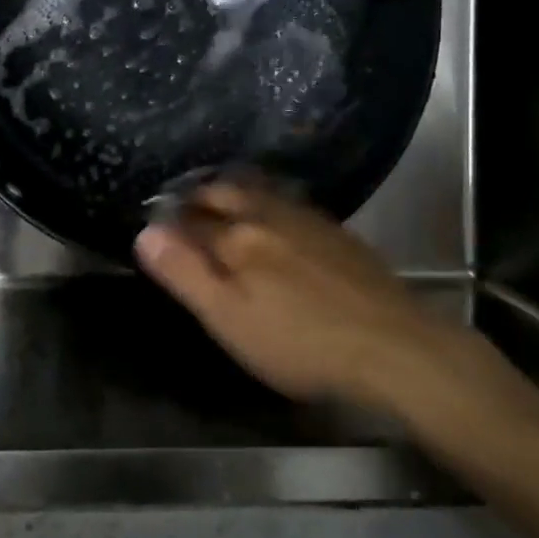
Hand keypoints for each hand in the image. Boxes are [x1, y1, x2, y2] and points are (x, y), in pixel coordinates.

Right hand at [133, 181, 457, 409]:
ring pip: (258, 193)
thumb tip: (145, 231)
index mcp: (237, 238)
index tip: (156, 223)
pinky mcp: (336, 231)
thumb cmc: (299, 342)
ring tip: (221, 199)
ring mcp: (307, 220)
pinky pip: (289, 203)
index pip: (191, 219)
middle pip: (225, 194)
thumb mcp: (229, 319)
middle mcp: (269, 216)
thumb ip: (185, 273)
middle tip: (185, 202)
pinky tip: (274, 216)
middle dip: (200, 195)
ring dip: (233, 192)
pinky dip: (267, 202)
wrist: (392, 345)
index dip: (170, 220)